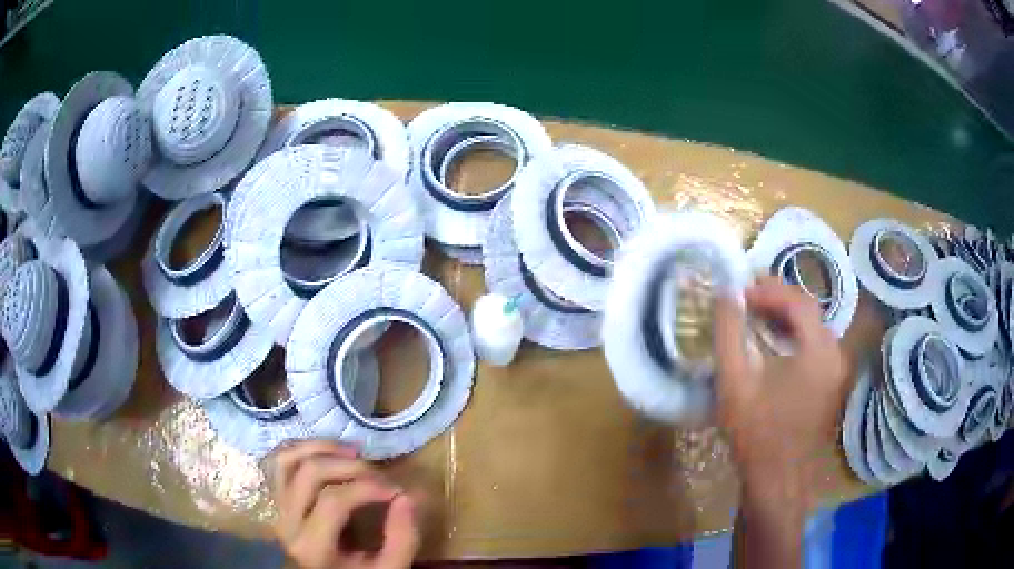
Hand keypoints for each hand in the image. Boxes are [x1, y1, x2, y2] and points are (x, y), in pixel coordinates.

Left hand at [267, 441, 418, 568]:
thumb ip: (402, 539)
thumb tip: (406, 497)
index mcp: (312, 546)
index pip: (335, 500)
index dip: (368, 487)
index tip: (397, 490)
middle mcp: (286, 522)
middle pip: (310, 472)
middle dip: (350, 466)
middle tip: (379, 474)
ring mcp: (277, 508)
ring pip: (288, 459)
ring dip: (323, 448)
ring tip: (354, 454)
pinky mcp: (277, 499)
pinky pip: (280, 462)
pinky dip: (303, 449)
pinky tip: (330, 453)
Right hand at [713, 275, 846, 507]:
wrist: (777, 481)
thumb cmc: (756, 434)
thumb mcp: (734, 383)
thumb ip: (729, 334)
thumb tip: (726, 294)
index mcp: (818, 351)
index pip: (798, 301)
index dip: (769, 290)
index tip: (740, 292)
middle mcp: (834, 355)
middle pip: (809, 311)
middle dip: (778, 298)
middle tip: (747, 297)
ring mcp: (836, 372)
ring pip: (813, 328)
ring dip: (786, 316)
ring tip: (757, 315)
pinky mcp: (830, 386)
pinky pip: (815, 347)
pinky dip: (794, 336)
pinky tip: (774, 345)